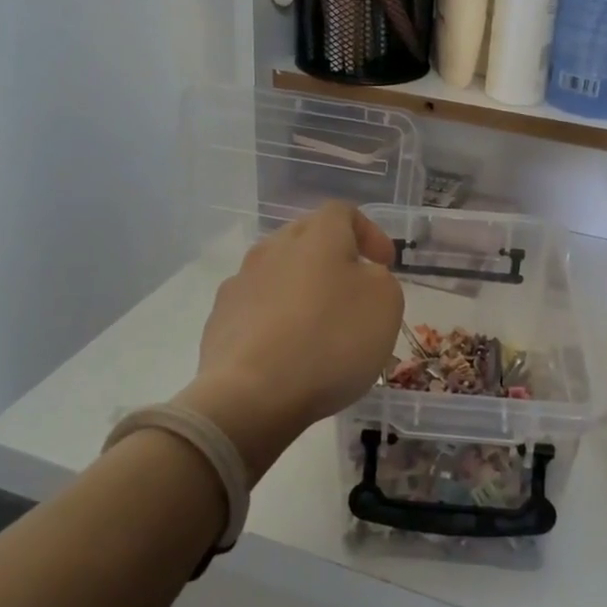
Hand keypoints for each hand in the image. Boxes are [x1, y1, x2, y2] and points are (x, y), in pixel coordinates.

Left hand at [176, 201, 403, 481]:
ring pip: (279, 273)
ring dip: (301, 290)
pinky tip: (286, 351)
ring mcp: (241, 282)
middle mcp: (273, 247)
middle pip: (307, 239)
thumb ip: (379, 279)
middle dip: (333, 259)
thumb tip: (359, 277)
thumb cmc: (331, 340)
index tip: (384, 264)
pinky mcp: (220, 319)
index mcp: (317, 235)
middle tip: (354, 291)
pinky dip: (275, 319)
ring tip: (319, 325)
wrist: (252, 394)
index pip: (343, 212)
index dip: (369, 233)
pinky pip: (256, 308)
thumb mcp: (385, 303)